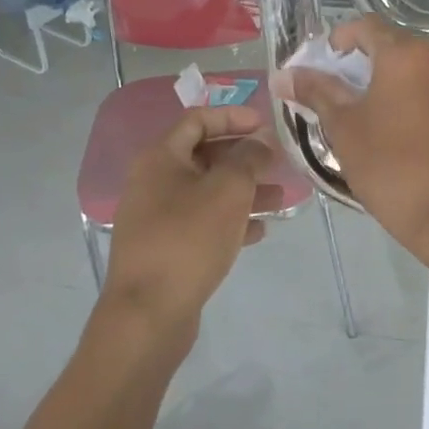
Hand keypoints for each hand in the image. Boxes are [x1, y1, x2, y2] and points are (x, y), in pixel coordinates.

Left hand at [98, 106, 275, 348]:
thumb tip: (260, 142)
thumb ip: (248, 159)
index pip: (197, 120)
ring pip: (207, 192)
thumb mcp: (228, 190)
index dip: (232, 116)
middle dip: (244, 158)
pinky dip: (230, 221)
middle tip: (278, 163)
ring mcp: (157, 217)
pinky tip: (259, 231)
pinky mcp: (165, 248)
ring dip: (244, 191)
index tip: (265, 125)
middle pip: (204, 156)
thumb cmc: (189, 239)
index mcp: (161, 158)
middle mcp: (153, 181)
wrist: (148, 312)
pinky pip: (202, 223)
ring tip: (281, 200)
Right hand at [278, 18, 428, 265]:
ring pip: (417, 66)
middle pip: (394, 44)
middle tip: (338, 90)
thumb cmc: (390, 167)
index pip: (366, 27)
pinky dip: (413, 94)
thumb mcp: (344, 128)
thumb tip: (284, 75)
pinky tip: (398, 125)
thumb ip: (316, 92)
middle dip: (364, 61)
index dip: (339, 40)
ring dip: (390, 78)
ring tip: (367, 109)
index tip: (322, 65)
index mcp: (407, 53)